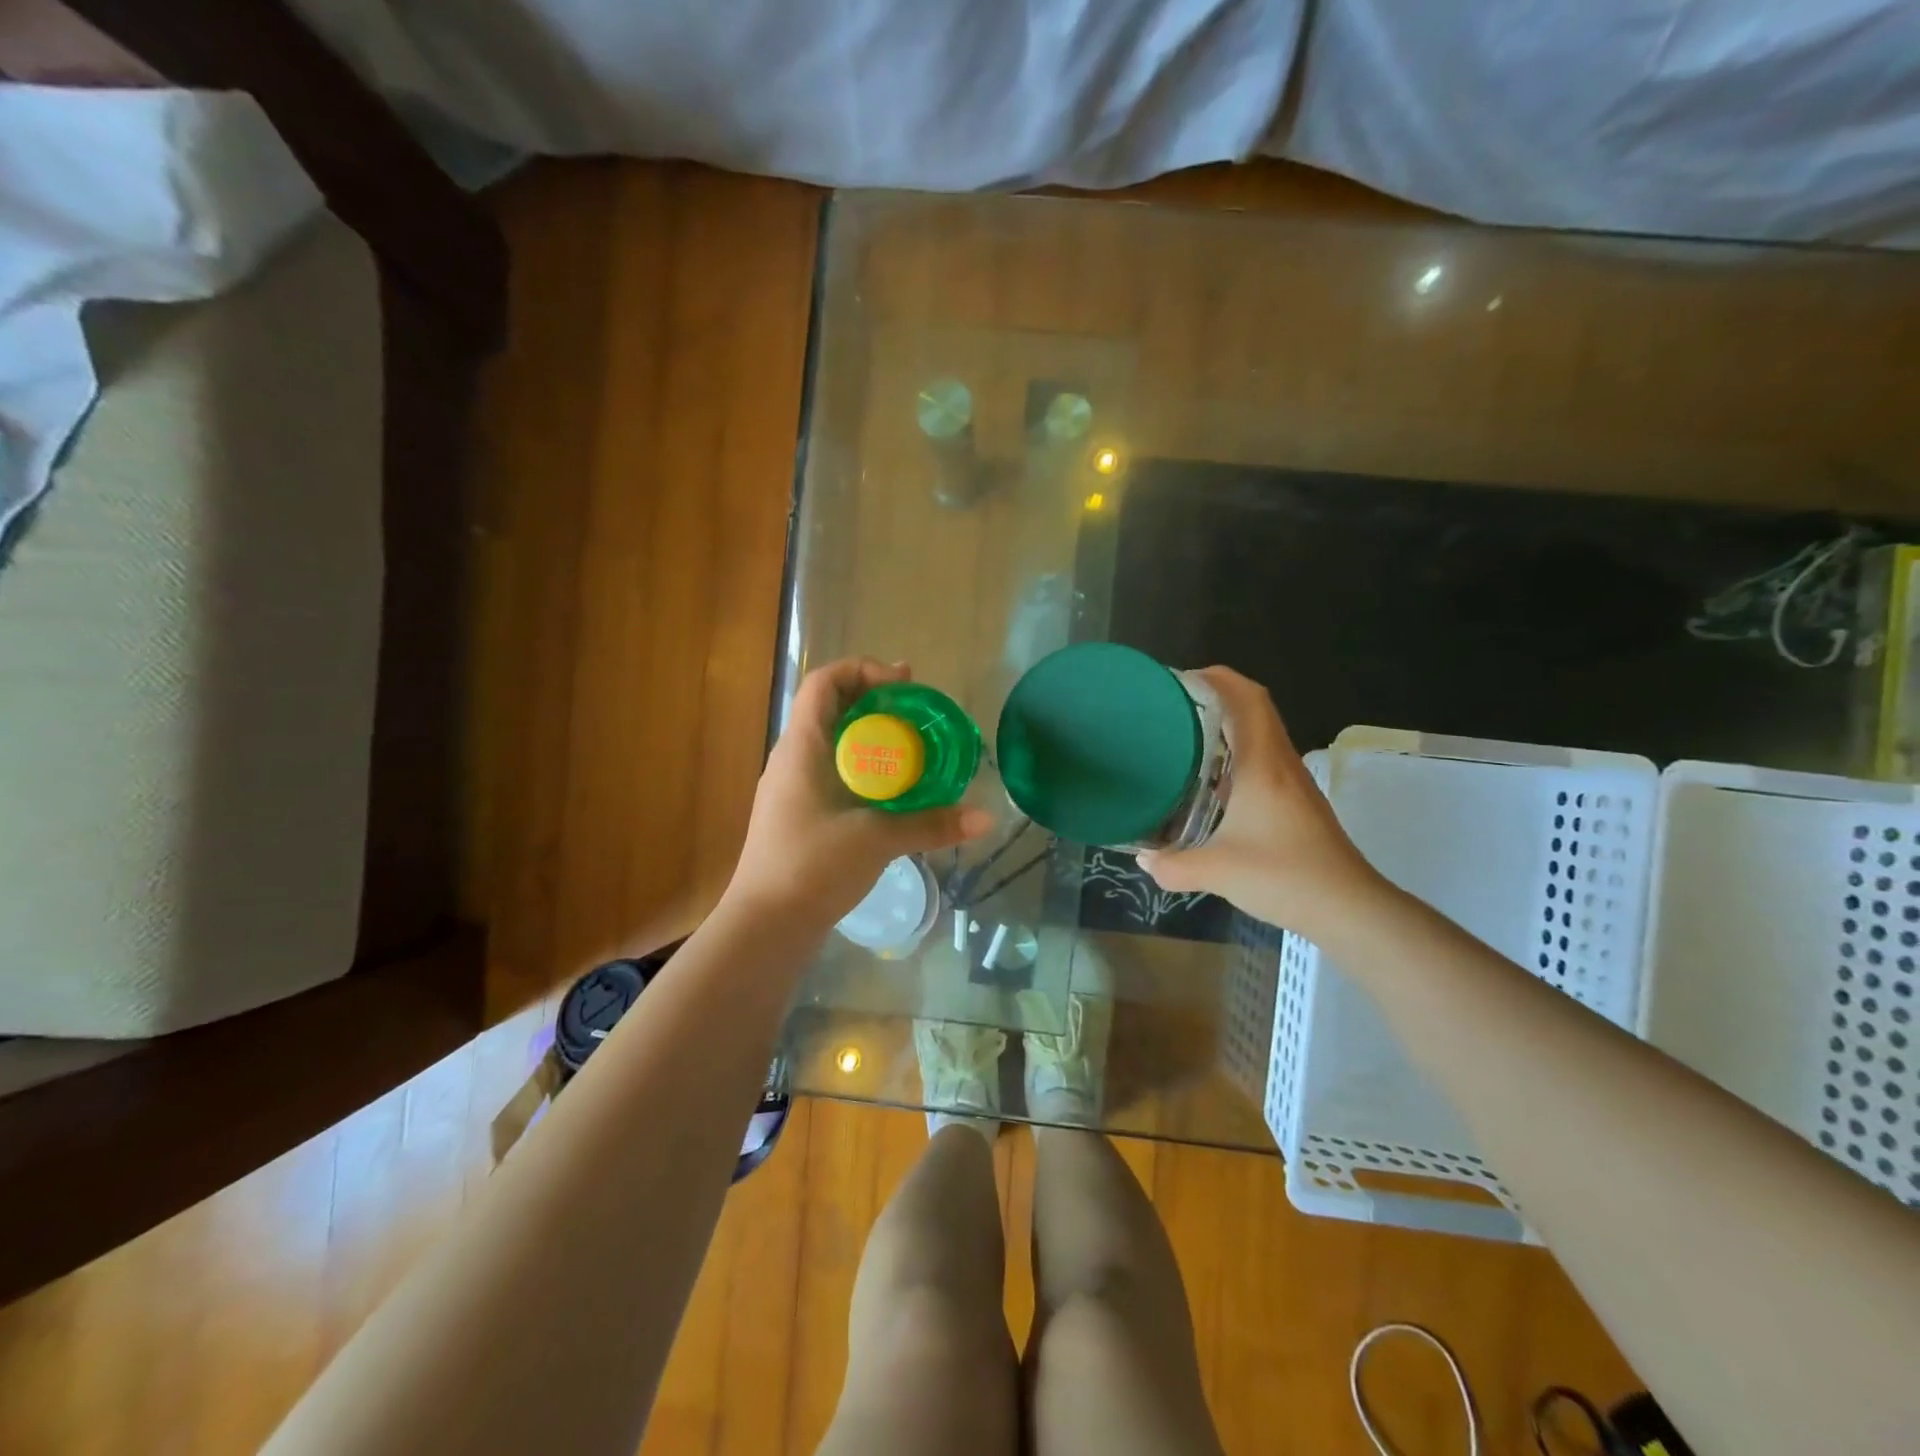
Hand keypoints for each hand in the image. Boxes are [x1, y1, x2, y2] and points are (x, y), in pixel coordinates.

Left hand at [725, 658, 992, 929]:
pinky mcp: (800, 813)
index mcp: (802, 747)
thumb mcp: (876, 840)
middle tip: (921, 714)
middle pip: (833, 708)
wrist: (765, 926)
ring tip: (915, 749)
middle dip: (878, 703)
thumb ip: (930, 825)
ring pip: (835, 742)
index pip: (824, 682)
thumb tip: (985, 818)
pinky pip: (835, 771)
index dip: (863, 670)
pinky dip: (865, 768)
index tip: (905, 684)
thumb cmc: (811, 868)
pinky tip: (894, 791)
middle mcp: (793, 758)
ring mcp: (793, 787)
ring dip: (873, 737)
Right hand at [1137, 668, 1383, 936]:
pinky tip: (1213, 782)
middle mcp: (1280, 764)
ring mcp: (1293, 783)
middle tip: (1175, 706)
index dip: (1218, 678)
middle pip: (1256, 709)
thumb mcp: (1217, 872)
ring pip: (1261, 735)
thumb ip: (1173, 865)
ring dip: (1229, 725)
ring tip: (1187, 736)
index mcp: (1263, 764)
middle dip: (1218, 696)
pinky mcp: (1297, 803)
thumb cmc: (1284, 876)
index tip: (1181, 679)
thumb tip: (1143, 859)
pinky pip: (1264, 760)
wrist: (1349, 907)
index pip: (1247, 699)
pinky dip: (1238, 755)